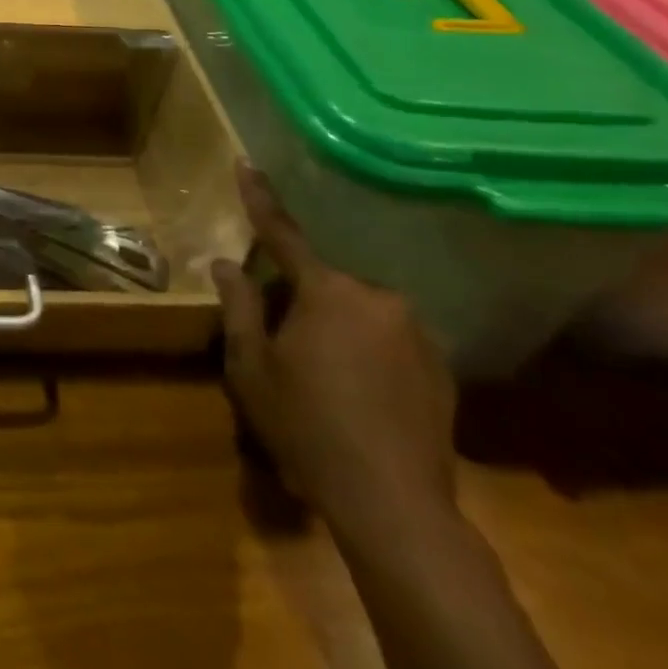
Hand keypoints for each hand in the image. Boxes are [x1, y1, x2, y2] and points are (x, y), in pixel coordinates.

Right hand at [213, 169, 456, 530]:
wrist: (396, 506)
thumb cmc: (309, 429)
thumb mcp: (253, 369)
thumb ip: (240, 308)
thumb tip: (225, 264)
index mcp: (326, 292)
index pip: (283, 233)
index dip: (259, 197)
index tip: (246, 162)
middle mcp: (376, 297)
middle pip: (324, 284)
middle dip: (302, 301)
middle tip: (287, 345)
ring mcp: (415, 331)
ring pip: (359, 312)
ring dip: (339, 328)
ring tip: (328, 379)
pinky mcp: (442, 366)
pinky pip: (391, 339)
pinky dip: (371, 352)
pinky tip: (363, 396)